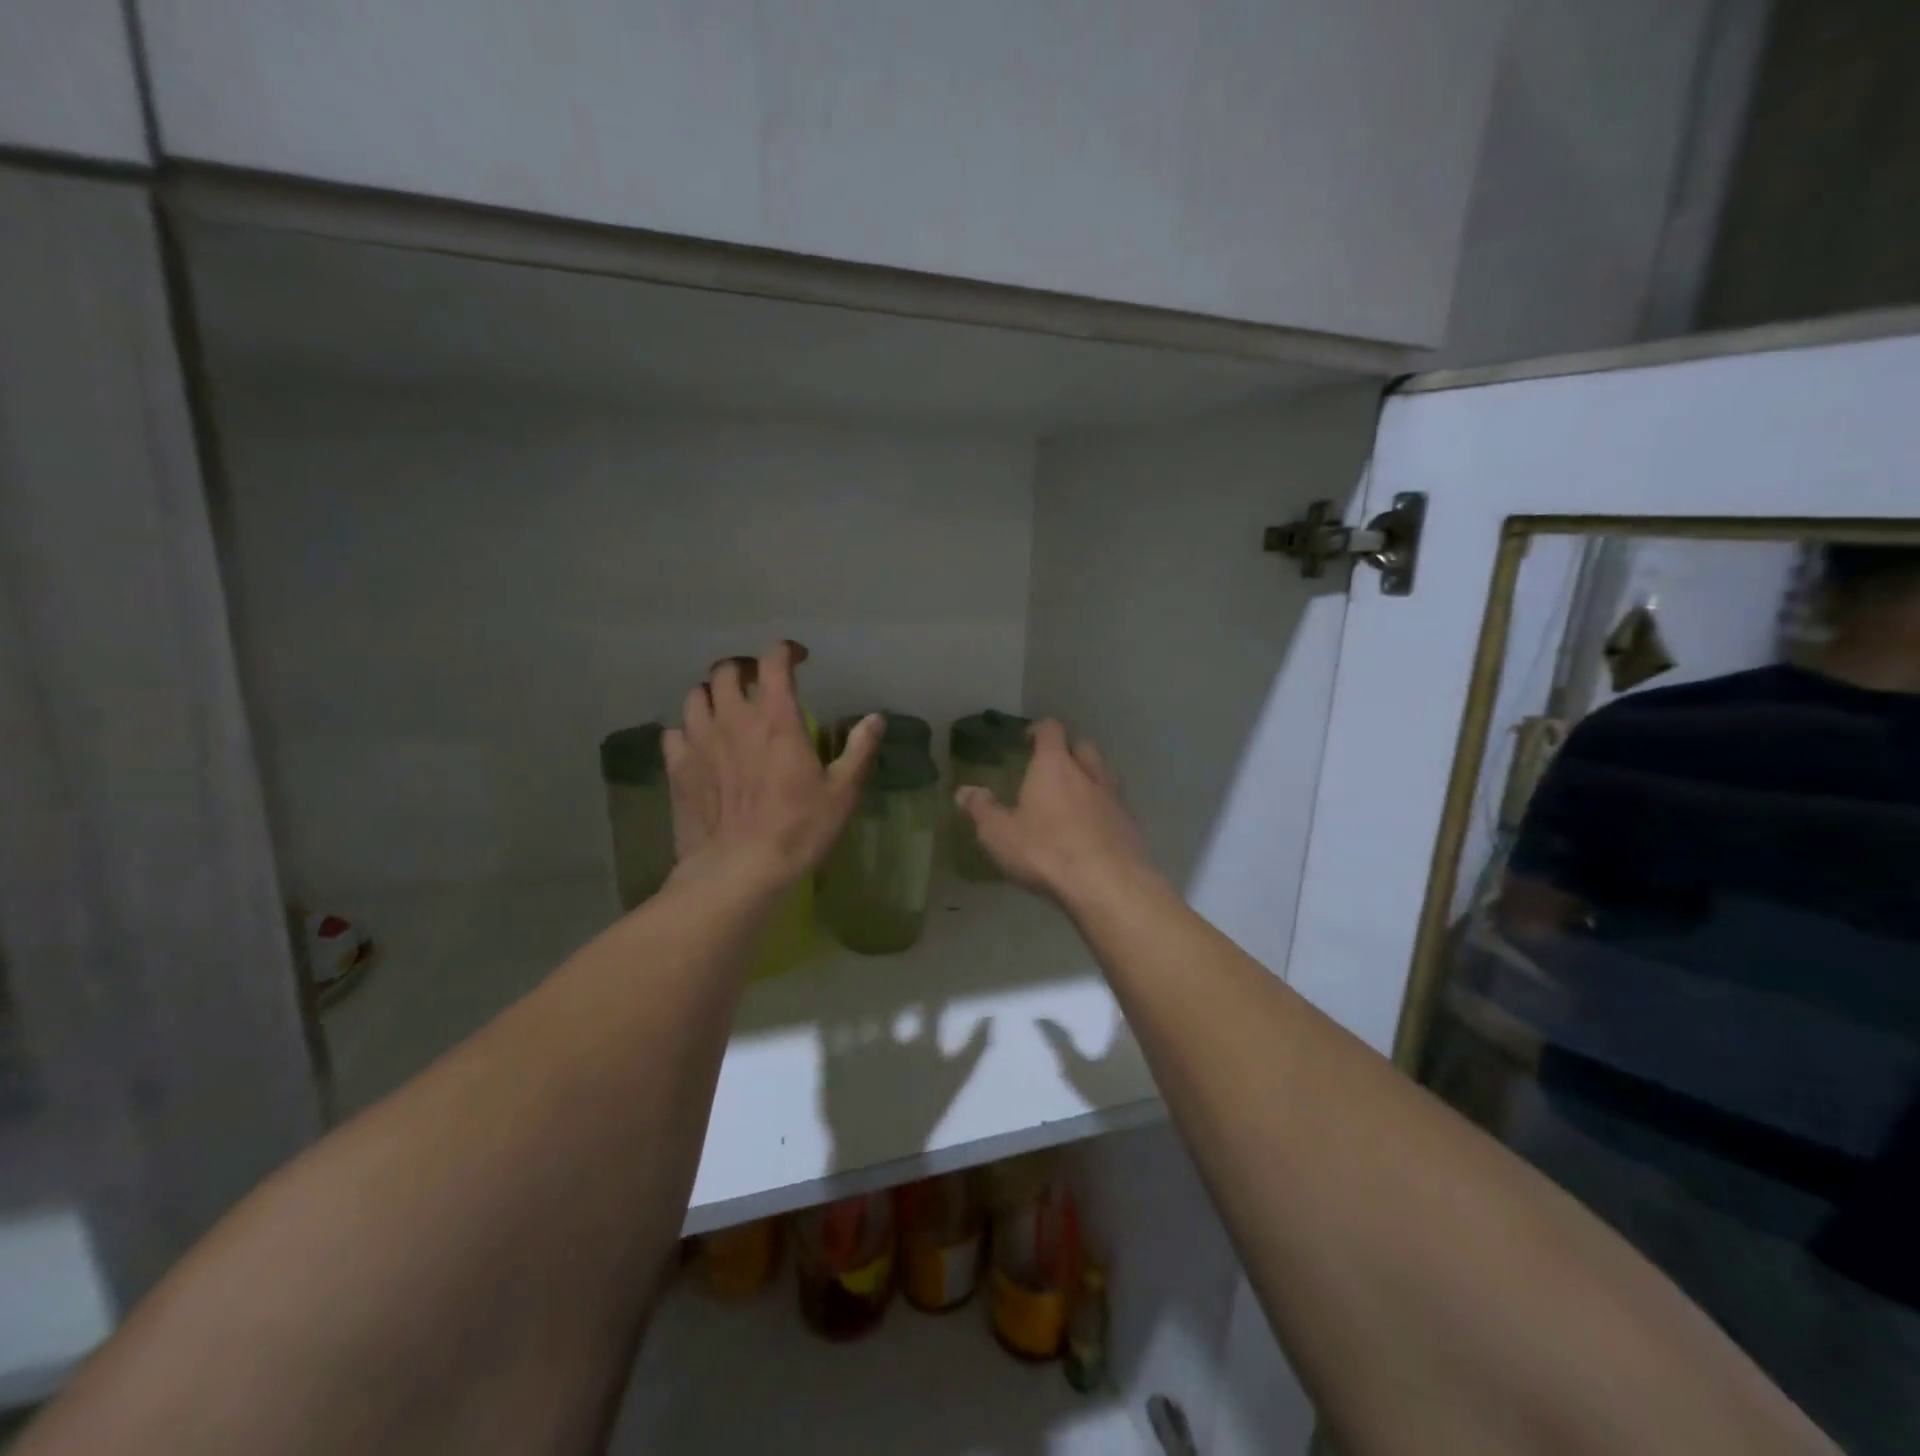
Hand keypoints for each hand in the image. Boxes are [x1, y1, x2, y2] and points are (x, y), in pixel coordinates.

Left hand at [663, 642, 881, 894]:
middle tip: (758, 681)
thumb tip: (876, 718)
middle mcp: (733, 719)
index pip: (773, 662)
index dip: (785, 651)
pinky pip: (674, 732)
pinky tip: (700, 745)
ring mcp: (699, 742)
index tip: (798, 657)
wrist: (738, 870)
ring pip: (695, 696)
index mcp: (776, 719)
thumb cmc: (797, 830)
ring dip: (713, 695)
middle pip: (726, 670)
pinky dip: (688, 730)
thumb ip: (859, 749)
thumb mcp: (842, 792)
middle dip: (743, 668)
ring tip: (726, 709)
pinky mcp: (678, 768)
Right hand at [955, 720, 1155, 908]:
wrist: (1107, 884)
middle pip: (1083, 746)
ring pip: (1104, 773)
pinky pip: (1115, 804)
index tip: (1027, 739)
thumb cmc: (1046, 851)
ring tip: (1074, 796)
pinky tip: (1092, 827)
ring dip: (1090, 777)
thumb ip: (981, 809)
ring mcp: (1114, 797)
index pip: (1051, 730)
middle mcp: (1088, 772)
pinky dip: (1103, 807)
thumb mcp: (999, 834)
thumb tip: (963, 791)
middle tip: (1052, 767)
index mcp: (1054, 765)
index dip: (1039, 730)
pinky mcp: (1130, 824)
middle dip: (1068, 751)